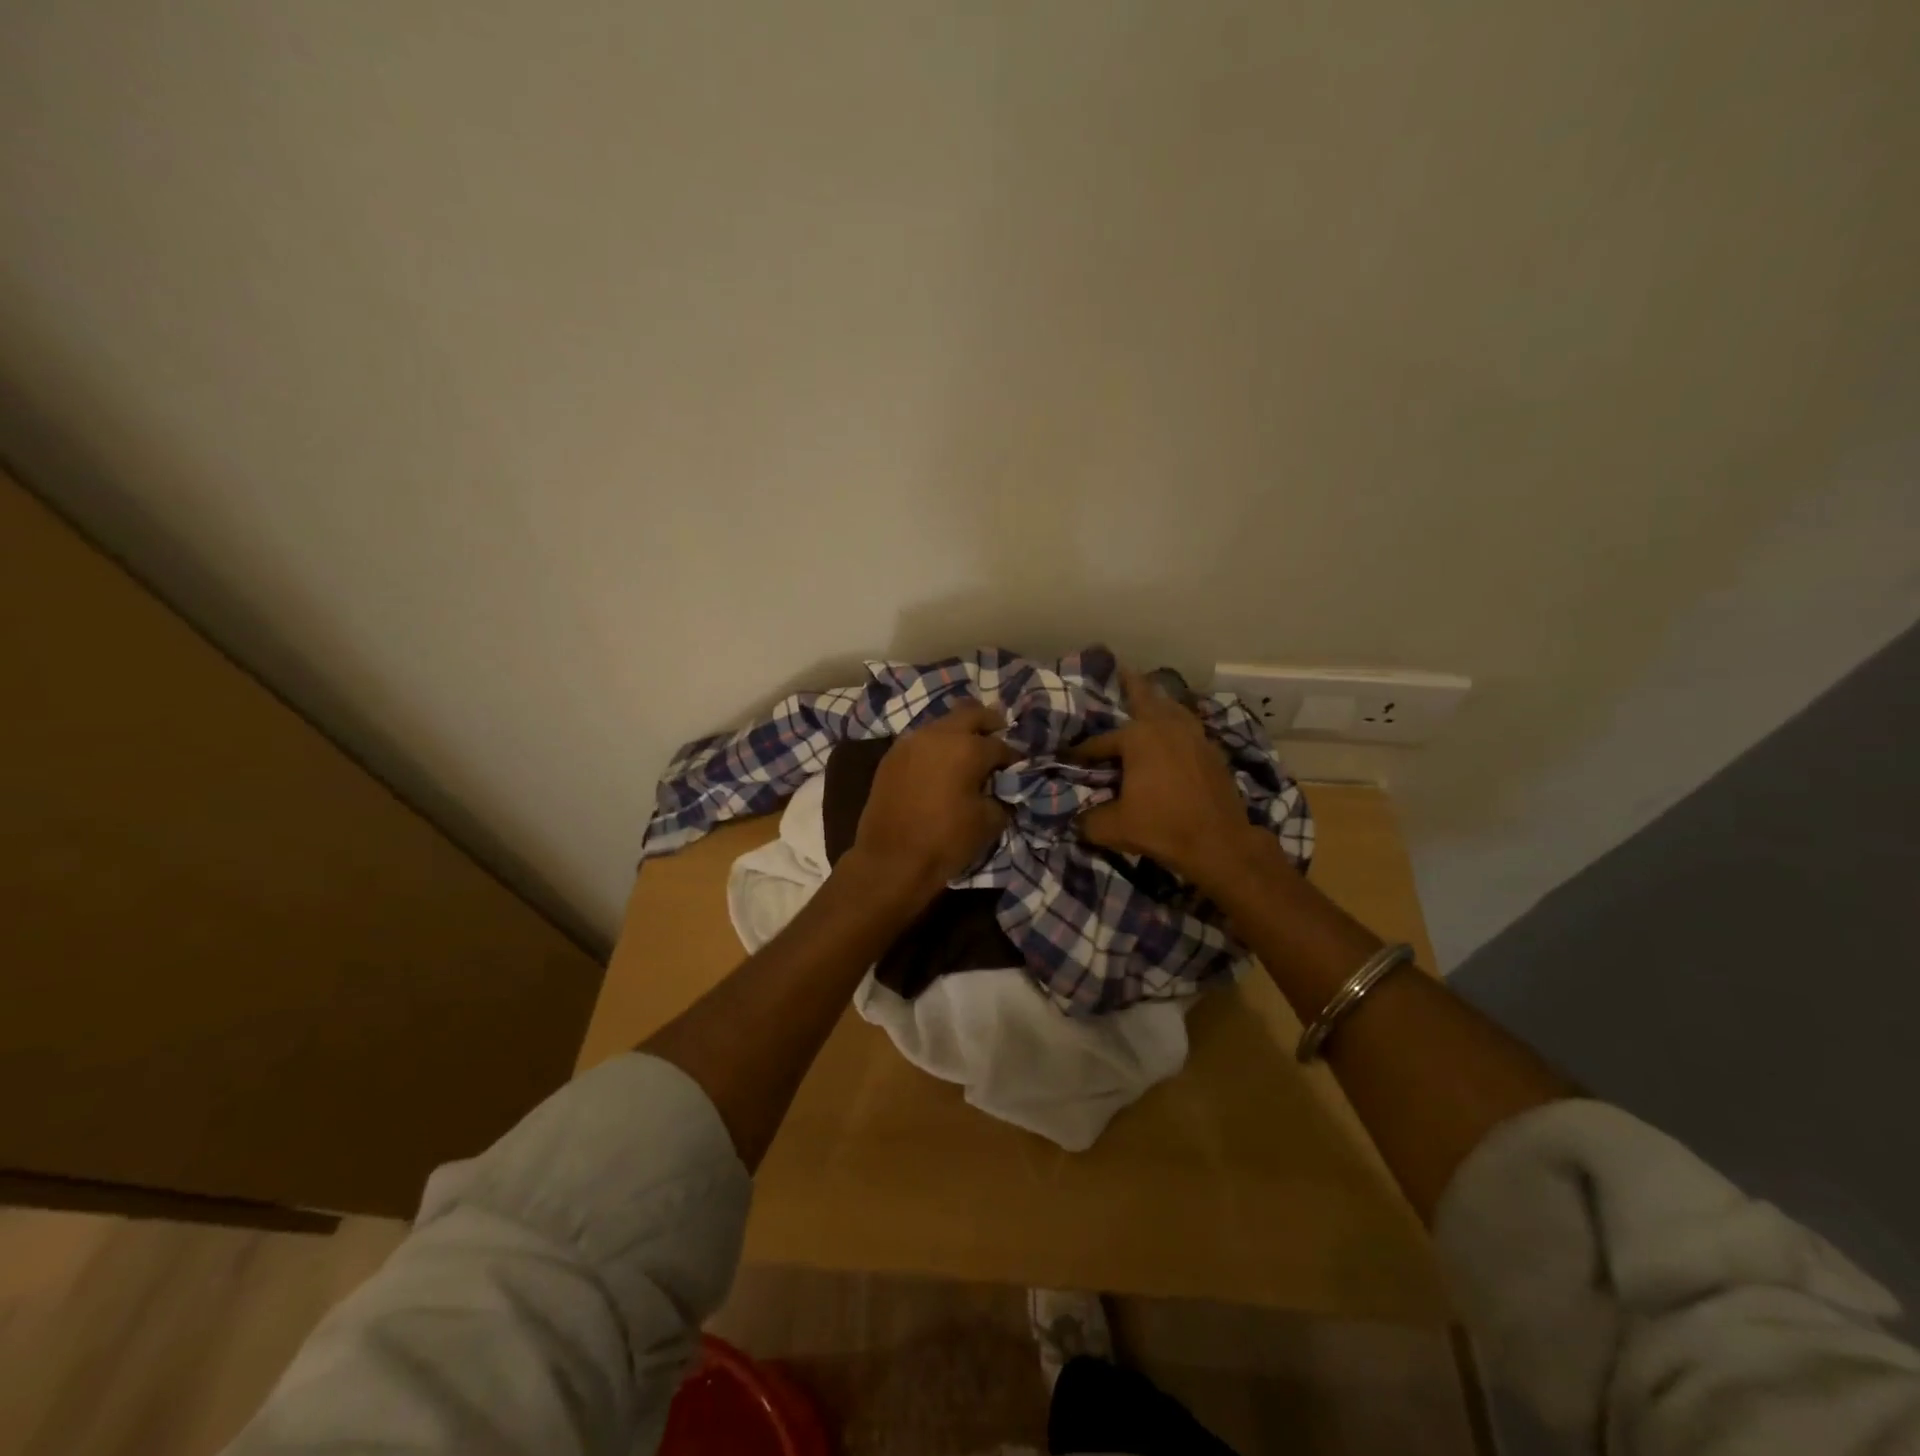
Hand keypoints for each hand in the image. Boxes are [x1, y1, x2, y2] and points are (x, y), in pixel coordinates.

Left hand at [847, 702, 1017, 905]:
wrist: (890, 860)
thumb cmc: (945, 841)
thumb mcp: (989, 821)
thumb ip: (1002, 795)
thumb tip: (1001, 787)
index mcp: (967, 748)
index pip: (1001, 745)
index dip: (1014, 757)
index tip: (1019, 766)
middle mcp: (938, 734)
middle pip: (971, 714)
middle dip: (989, 723)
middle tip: (998, 736)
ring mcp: (910, 742)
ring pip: (942, 723)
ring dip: (959, 732)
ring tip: (968, 752)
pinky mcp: (891, 756)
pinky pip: (921, 740)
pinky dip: (936, 746)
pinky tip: (941, 764)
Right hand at [1069, 668, 1269, 889]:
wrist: (1220, 844)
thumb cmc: (1163, 828)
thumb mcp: (1114, 828)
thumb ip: (1087, 820)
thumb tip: (1075, 821)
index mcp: (1138, 738)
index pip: (1100, 742)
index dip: (1081, 752)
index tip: (1066, 758)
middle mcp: (1166, 726)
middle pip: (1145, 697)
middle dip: (1130, 685)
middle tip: (1120, 670)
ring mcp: (1194, 736)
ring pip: (1173, 708)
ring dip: (1159, 701)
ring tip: (1149, 697)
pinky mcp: (1212, 751)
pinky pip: (1189, 726)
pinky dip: (1177, 722)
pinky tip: (1174, 732)